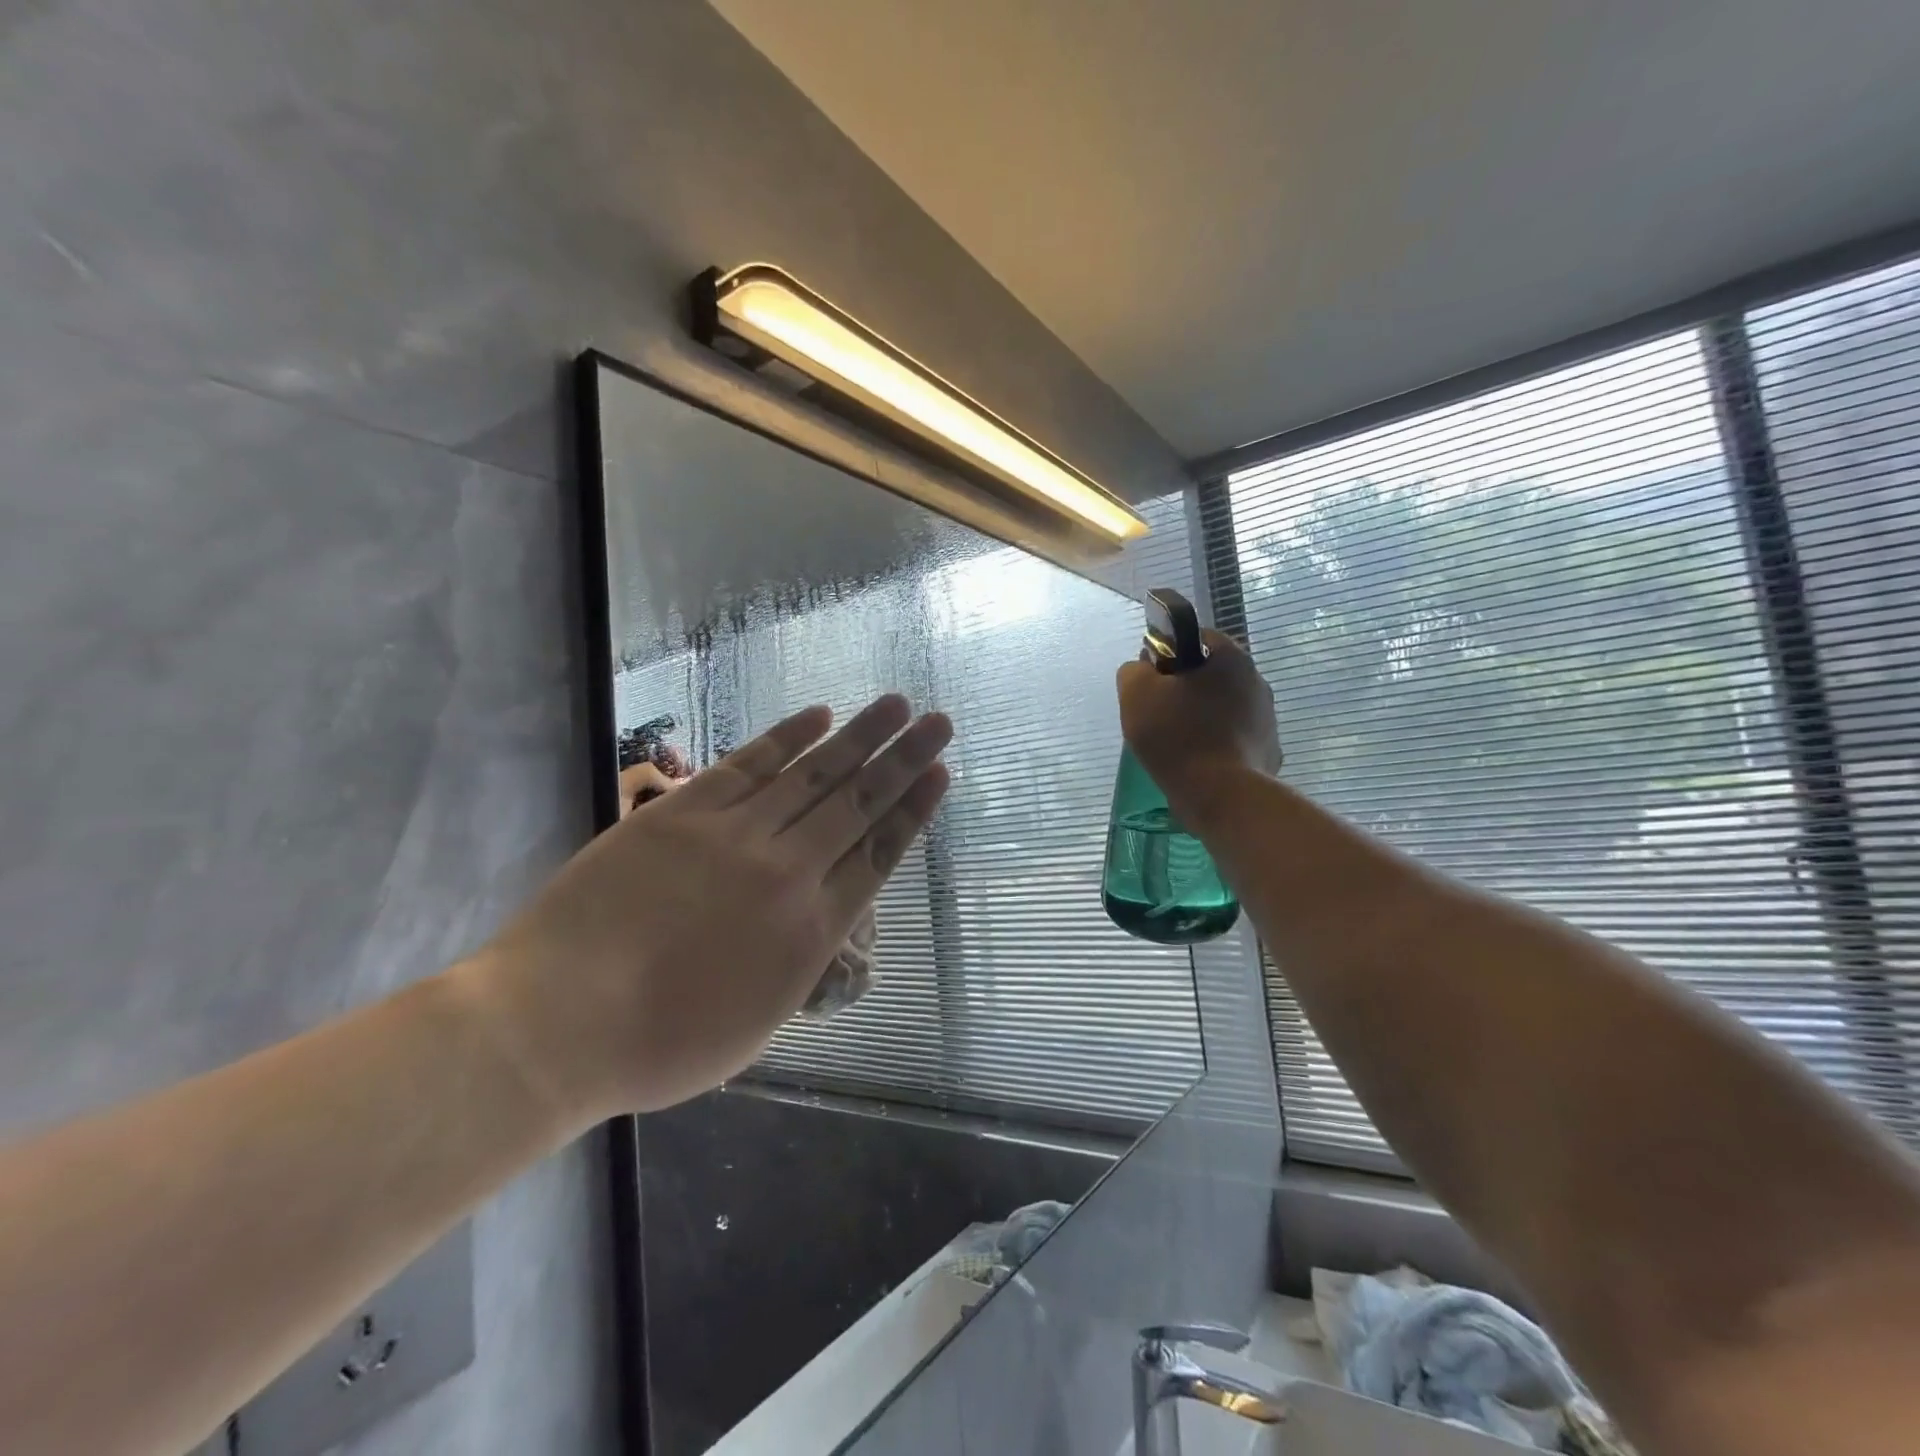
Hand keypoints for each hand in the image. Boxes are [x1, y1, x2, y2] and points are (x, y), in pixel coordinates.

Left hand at [467, 695, 951, 1120]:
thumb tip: (818, 918)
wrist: (558, 1023)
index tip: (940, 774)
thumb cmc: (661, 1045)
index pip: (879, 854)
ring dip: (860, 736)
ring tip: (896, 705)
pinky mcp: (683, 811)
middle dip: (905, 759)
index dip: (914, 810)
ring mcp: (734, 834)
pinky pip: (749, 764)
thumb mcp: (758, 1024)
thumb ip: (799, 961)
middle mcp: (787, 871)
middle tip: (940, 722)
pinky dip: (788, 737)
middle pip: (859, 803)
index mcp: (811, 931)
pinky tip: (819, 715)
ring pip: (813, 775)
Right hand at [1117, 629, 1279, 808]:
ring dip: (1200, 718)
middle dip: (1183, 690)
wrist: (1222, 796)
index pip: (1194, 638)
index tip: (1149, 681)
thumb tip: (1143, 669)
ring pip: (1222, 708)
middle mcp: (1257, 680)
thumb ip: (1133, 671)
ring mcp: (1267, 718)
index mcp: (1230, 657)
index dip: (1166, 654)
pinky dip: (1215, 745)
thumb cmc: (1177, 736)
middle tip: (1156, 714)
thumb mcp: (1136, 694)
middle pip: (1209, 675)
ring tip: (1175, 744)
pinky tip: (1196, 763)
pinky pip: (1233, 739)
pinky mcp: (1268, 750)